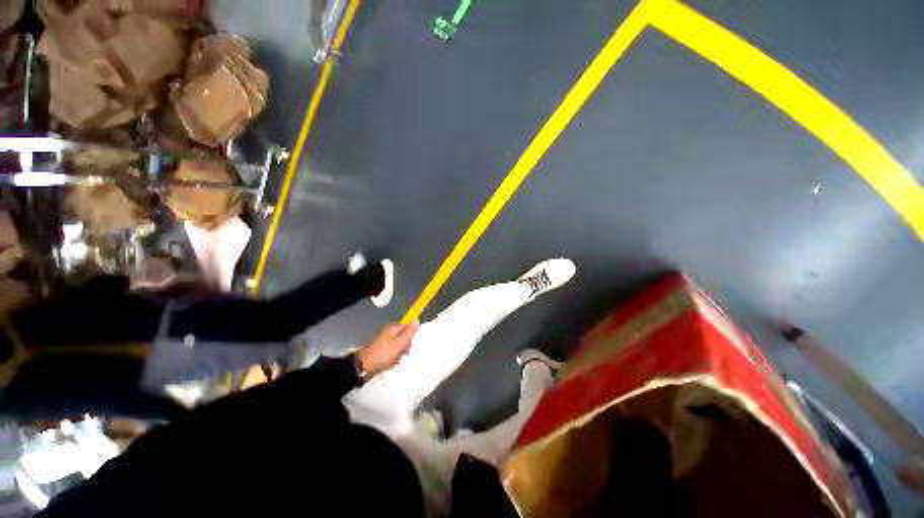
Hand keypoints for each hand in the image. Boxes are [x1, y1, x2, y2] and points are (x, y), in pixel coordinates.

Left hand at [357, 322, 419, 377]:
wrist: (364, 367)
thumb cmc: (384, 353)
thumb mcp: (400, 342)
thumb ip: (409, 331)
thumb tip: (417, 320)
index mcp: (393, 327)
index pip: (408, 327)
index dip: (411, 335)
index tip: (409, 344)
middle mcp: (389, 331)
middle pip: (404, 337)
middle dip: (405, 346)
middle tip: (402, 353)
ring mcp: (385, 340)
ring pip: (399, 346)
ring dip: (399, 353)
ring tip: (394, 359)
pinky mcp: (382, 349)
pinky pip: (393, 352)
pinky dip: (393, 357)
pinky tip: (390, 362)